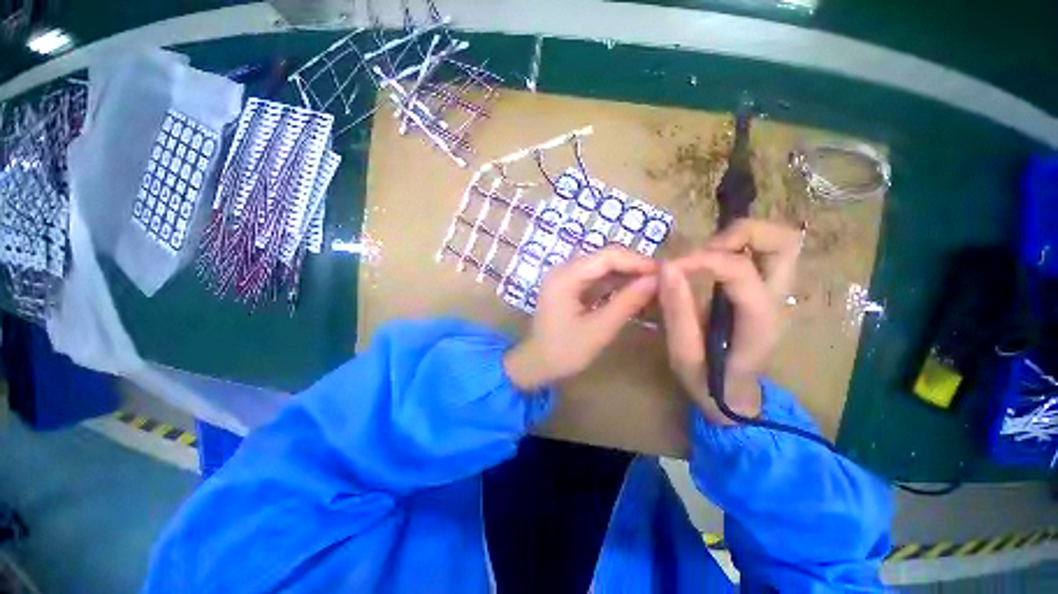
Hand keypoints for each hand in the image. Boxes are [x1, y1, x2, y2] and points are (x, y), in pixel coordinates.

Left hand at [504, 246, 658, 390]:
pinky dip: (615, 286)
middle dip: (634, 268)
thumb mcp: (599, 330)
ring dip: (627, 276)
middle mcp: (564, 270)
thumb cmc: (564, 351)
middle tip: (662, 280)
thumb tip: (656, 280)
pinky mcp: (569, 287)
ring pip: (602, 269)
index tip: (664, 272)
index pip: (607, 256)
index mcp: (565, 276)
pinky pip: (596, 280)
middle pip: (605, 259)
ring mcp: (565, 278)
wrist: (536, 364)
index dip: (637, 261)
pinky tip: (634, 293)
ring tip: (653, 287)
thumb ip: (627, 303)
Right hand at [658, 219, 801, 423]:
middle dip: (739, 234)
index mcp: (758, 322)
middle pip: (784, 243)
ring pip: (781, 242)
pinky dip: (738, 246)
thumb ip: (677, 312)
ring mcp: (777, 294)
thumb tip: (666, 268)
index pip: (740, 271)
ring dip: (741, 237)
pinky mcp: (767, 291)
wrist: (736, 397)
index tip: (670, 268)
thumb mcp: (683, 355)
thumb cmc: (709, 382)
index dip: (702, 260)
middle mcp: (778, 301)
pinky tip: (710, 263)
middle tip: (703, 252)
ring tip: (705, 255)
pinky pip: (764, 253)